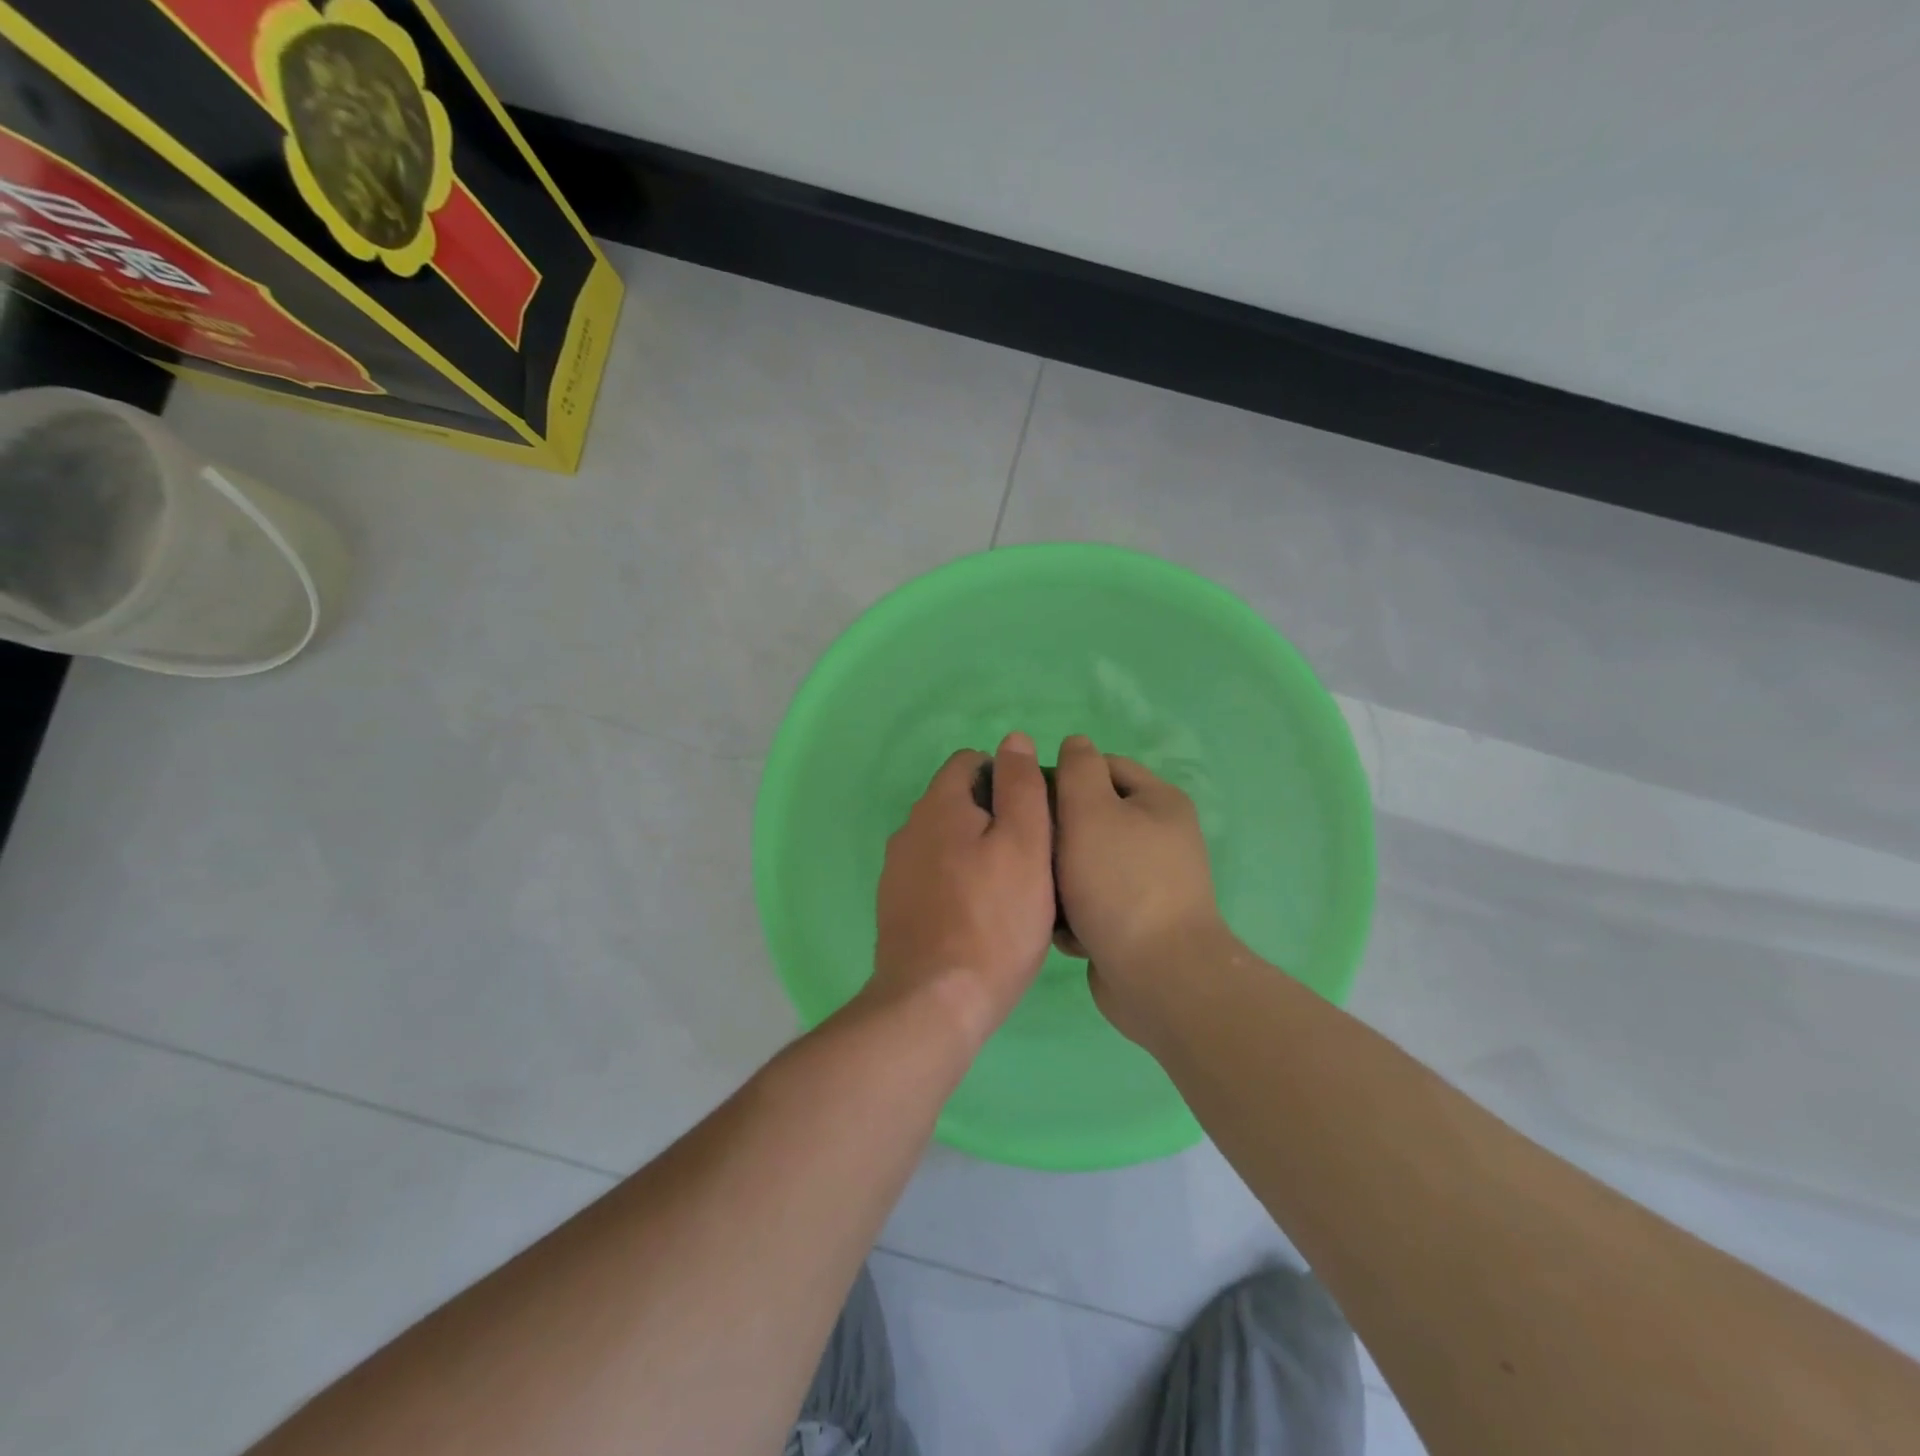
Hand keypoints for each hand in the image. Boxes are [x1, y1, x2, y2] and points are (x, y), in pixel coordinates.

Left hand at [870, 732, 1057, 1046]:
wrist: (934, 1001)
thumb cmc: (994, 919)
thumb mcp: (1026, 844)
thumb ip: (1021, 786)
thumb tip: (1014, 740)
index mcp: (938, 805)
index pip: (970, 762)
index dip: (1007, 777)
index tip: (1034, 816)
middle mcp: (909, 828)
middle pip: (957, 801)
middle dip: (993, 816)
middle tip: (1031, 857)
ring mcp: (897, 870)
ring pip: (945, 841)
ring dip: (975, 851)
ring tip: (1009, 890)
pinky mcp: (896, 906)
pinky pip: (933, 876)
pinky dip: (956, 882)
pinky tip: (978, 916)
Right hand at [1053, 734, 1226, 1032]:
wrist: (1158, 977)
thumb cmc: (1120, 883)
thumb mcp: (1091, 811)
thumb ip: (1078, 769)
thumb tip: (1075, 744)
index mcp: (1158, 802)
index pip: (1102, 767)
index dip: (1062, 776)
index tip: (1027, 800)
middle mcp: (1159, 837)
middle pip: (1092, 817)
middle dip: (1057, 834)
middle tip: (1029, 850)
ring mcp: (1150, 882)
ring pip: (1086, 861)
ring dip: (1060, 877)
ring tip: (1044, 894)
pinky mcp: (1136, 921)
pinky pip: (1094, 901)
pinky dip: (1076, 912)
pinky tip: (1064, 929)